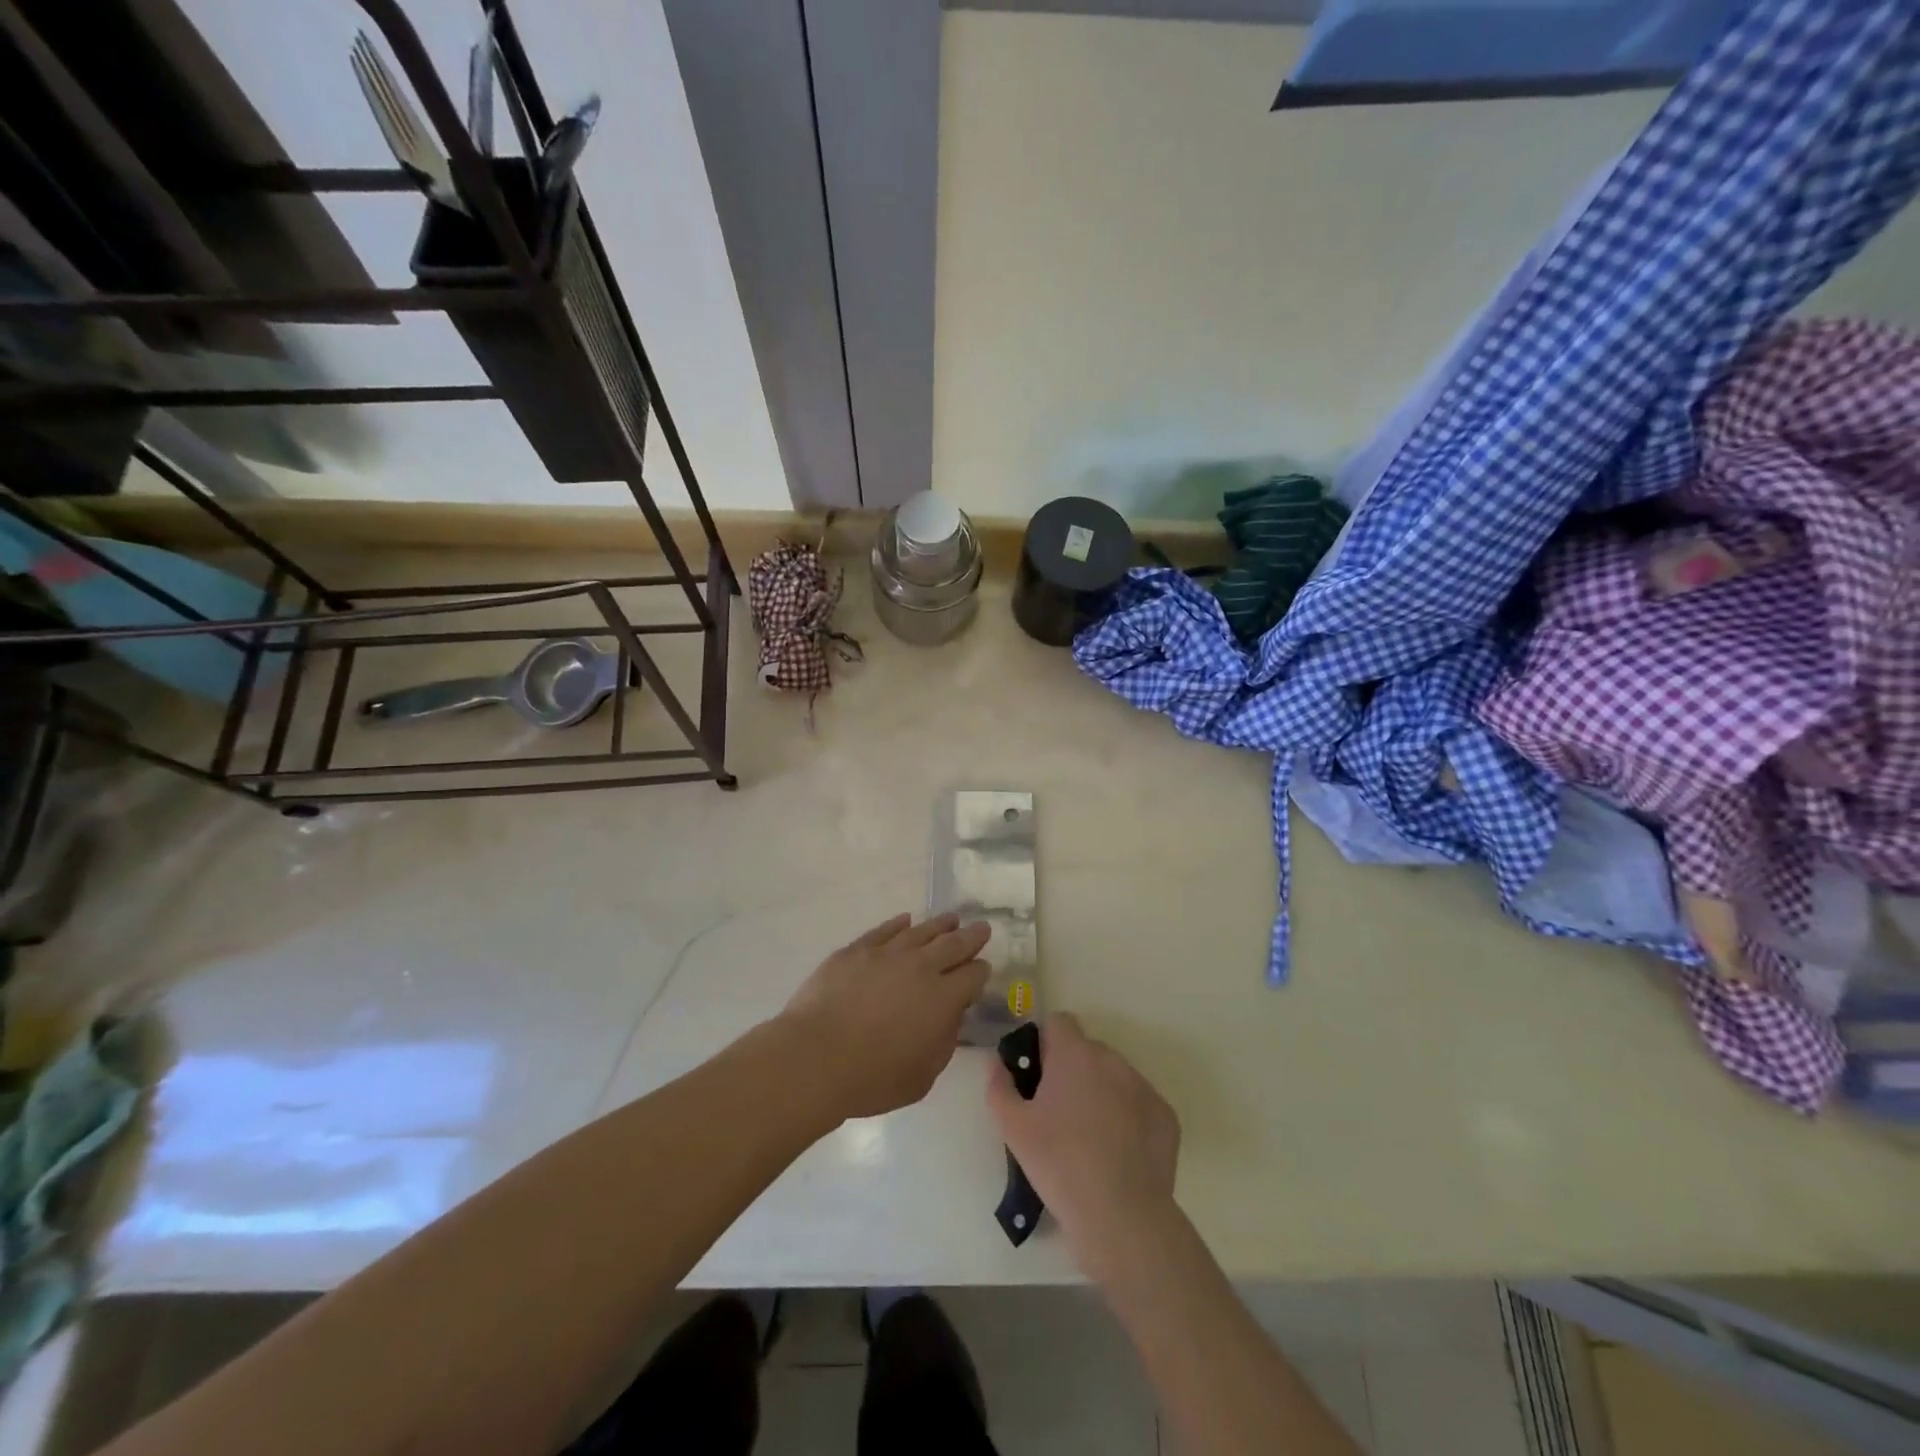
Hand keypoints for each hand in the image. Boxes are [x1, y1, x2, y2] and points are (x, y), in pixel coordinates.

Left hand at [778, 912, 990, 1121]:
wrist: (816, 1057)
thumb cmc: (872, 1077)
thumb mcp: (923, 1076)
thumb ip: (944, 1042)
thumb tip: (951, 1017)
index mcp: (943, 999)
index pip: (972, 976)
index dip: (980, 972)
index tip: (982, 969)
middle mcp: (921, 968)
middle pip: (953, 944)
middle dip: (971, 936)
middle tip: (982, 928)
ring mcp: (887, 954)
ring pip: (921, 931)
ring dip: (940, 925)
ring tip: (951, 919)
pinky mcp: (857, 950)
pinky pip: (884, 930)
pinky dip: (899, 924)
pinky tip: (905, 920)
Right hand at [986, 1013, 1180, 1279]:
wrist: (1121, 1215)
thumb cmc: (1059, 1164)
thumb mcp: (1013, 1128)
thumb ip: (999, 1086)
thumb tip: (998, 1063)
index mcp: (1074, 1053)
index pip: (1059, 1022)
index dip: (1046, 1043)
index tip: (1038, 1075)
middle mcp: (1112, 1059)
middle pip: (1087, 1050)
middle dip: (1073, 1071)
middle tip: (1059, 1112)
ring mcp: (1143, 1085)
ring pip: (1114, 1076)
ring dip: (1101, 1092)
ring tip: (1090, 1137)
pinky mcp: (1166, 1115)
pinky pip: (1139, 1104)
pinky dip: (1128, 1118)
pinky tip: (1119, 1153)